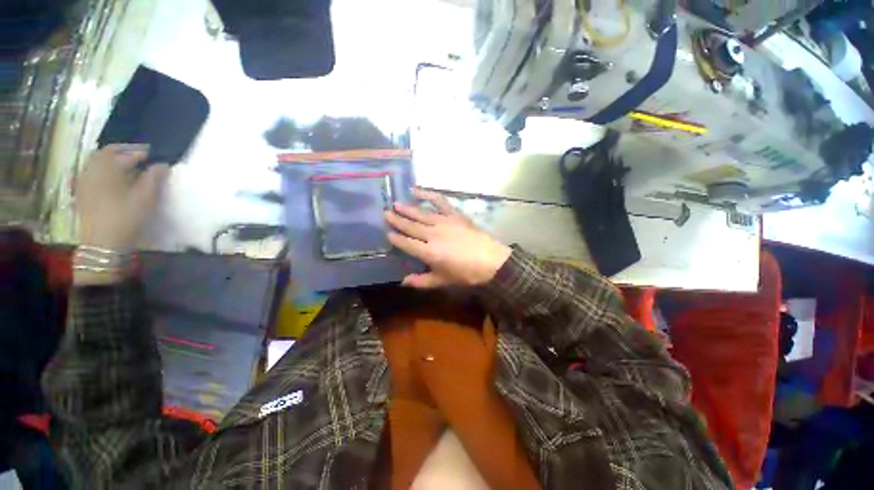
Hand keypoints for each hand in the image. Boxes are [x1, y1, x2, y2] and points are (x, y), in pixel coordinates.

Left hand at [75, 145, 169, 250]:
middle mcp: (92, 170)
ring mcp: (84, 182)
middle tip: (140, 158)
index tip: (153, 155)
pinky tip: (114, 180)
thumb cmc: (126, 218)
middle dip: (123, 153)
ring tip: (129, 168)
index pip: (123, 152)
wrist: (103, 244)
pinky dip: (104, 171)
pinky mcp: (82, 193)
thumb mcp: (145, 198)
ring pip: (97, 163)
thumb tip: (161, 165)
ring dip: (113, 162)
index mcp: (107, 168)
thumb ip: (154, 178)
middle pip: (106, 153)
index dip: (139, 152)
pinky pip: (92, 173)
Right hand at [385, 188, 510, 288]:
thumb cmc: (466, 274)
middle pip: (411, 227)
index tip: (387, 233)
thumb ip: (421, 281)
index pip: (406, 244)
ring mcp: (443, 222)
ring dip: (408, 209)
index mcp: (428, 252)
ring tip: (396, 204)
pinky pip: (439, 202)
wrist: (491, 261)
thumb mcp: (442, 281)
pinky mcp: (454, 215)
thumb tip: (403, 282)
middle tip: (385, 213)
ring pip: (421, 214)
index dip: (396, 238)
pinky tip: (418, 190)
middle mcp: (432, 234)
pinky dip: (428, 195)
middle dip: (397, 220)